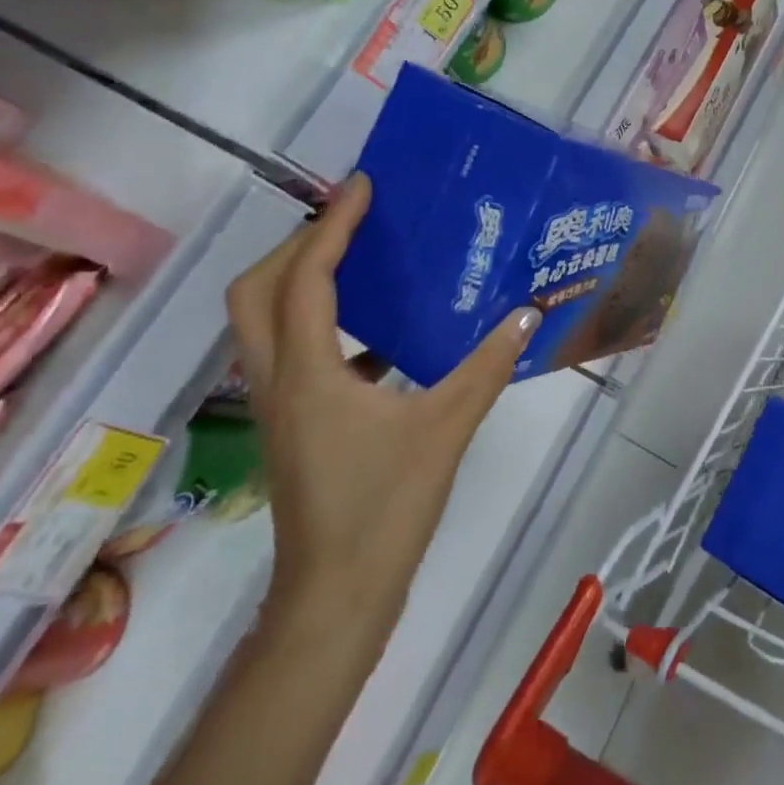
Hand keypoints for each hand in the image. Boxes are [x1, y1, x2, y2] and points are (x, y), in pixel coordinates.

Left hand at [226, 174, 539, 638]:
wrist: (336, 598)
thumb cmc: (384, 509)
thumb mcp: (446, 429)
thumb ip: (487, 367)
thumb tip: (528, 314)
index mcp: (308, 371)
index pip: (307, 276)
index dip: (332, 224)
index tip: (362, 186)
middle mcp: (278, 379)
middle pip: (256, 291)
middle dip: (297, 244)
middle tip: (350, 221)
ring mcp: (278, 404)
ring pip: (263, 322)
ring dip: (299, 279)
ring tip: (356, 257)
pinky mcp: (292, 424)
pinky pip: (289, 351)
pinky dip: (318, 321)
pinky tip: (375, 333)